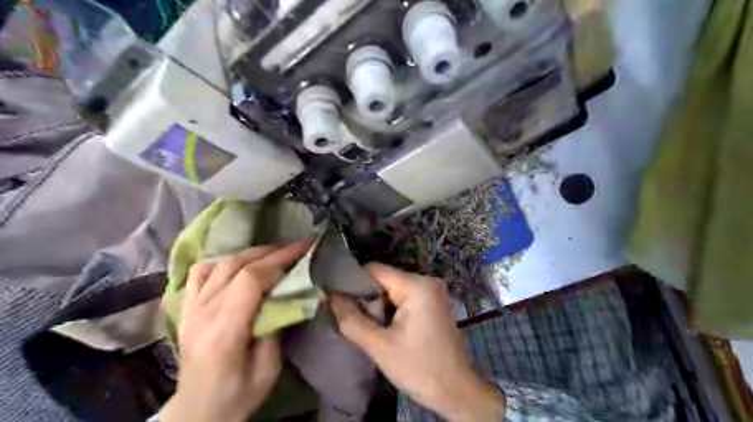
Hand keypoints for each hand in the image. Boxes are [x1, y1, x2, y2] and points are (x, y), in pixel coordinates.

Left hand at [161, 238, 312, 421]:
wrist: (196, 412)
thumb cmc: (237, 395)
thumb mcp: (268, 369)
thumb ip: (275, 327)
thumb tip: (286, 294)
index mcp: (223, 331)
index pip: (250, 279)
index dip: (279, 258)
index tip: (304, 248)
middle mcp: (202, 313)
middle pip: (237, 265)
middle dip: (272, 250)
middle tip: (297, 245)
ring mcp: (190, 308)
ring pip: (221, 264)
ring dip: (252, 252)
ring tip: (275, 251)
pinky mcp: (186, 308)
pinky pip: (200, 273)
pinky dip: (222, 261)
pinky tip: (238, 262)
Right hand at [330, 265, 500, 421]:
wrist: (457, 390)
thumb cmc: (419, 368)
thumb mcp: (380, 346)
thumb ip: (351, 320)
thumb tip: (330, 297)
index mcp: (416, 285)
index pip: (374, 270)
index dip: (353, 283)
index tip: (339, 300)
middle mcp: (426, 280)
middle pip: (384, 279)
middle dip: (367, 298)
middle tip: (355, 319)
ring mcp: (432, 291)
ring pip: (392, 288)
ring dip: (378, 305)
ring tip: (369, 325)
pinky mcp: (433, 302)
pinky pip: (404, 296)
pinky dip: (391, 308)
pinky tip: (385, 327)